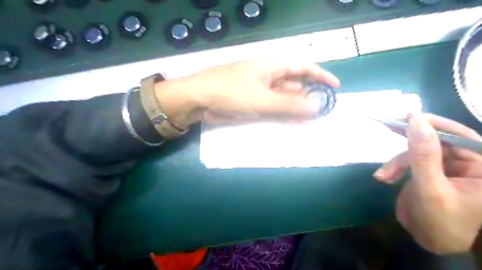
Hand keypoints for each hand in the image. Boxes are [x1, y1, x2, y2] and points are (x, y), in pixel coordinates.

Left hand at [153, 58, 337, 127]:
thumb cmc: (230, 92)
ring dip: (297, 109)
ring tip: (313, 121)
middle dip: (310, 97)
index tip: (335, 88)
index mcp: (272, 66)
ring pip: (285, 99)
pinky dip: (284, 116)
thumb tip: (317, 106)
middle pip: (295, 85)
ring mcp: (261, 91)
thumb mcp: (262, 98)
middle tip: (324, 111)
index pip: (303, 67)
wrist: (199, 100)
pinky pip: (274, 109)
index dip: (320, 76)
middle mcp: (269, 76)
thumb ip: (289, 104)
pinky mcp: (254, 104)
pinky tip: (294, 124)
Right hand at [375, 113, 481, 255]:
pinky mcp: (426, 170)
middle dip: (408, 141)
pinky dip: (393, 168)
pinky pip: (407, 161)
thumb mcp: (430, 188)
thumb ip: (423, 155)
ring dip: (396, 163)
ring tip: (383, 177)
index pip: (461, 136)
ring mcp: (443, 166)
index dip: (435, 124)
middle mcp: (466, 163)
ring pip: (415, 152)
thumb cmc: (440, 221)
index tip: (408, 117)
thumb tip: (415, 121)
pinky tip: (384, 179)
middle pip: (434, 140)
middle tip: (388, 125)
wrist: (428, 241)